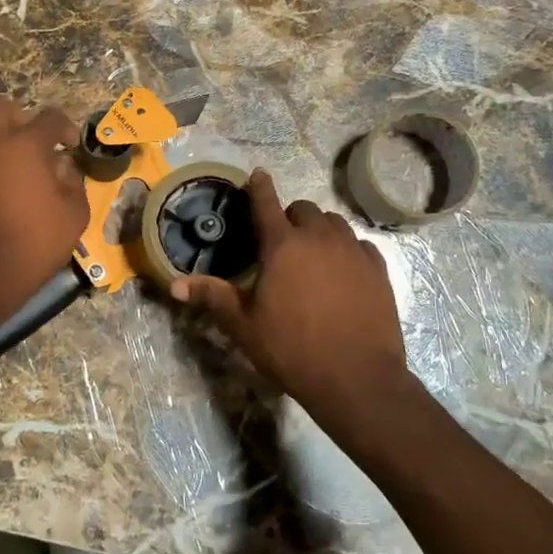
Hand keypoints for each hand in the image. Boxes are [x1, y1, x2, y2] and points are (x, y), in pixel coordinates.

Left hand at [0, 96, 89, 317]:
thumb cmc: (33, 243)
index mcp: (24, 144)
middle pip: (1, 107)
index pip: (49, 116)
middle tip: (36, 146)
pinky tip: (0, 197)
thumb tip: (63, 168)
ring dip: (3, 146)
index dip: (65, 127)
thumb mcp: (74, 216)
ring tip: (20, 177)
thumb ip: (74, 183)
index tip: (71, 146)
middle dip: (22, 118)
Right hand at [173, 170, 419, 444]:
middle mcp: (319, 238)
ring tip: (312, 253)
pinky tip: (343, 270)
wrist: (357, 379)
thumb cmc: (292, 349)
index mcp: (283, 245)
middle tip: (281, 241)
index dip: (259, 186)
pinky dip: (347, 248)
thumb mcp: (244, 325)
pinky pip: (359, 244)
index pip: (266, 203)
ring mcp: (353, 251)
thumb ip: (212, 297)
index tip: (257, 174)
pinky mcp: (378, 269)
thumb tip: (174, 285)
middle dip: (290, 217)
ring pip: (334, 223)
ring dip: (319, 229)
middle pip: (304, 209)